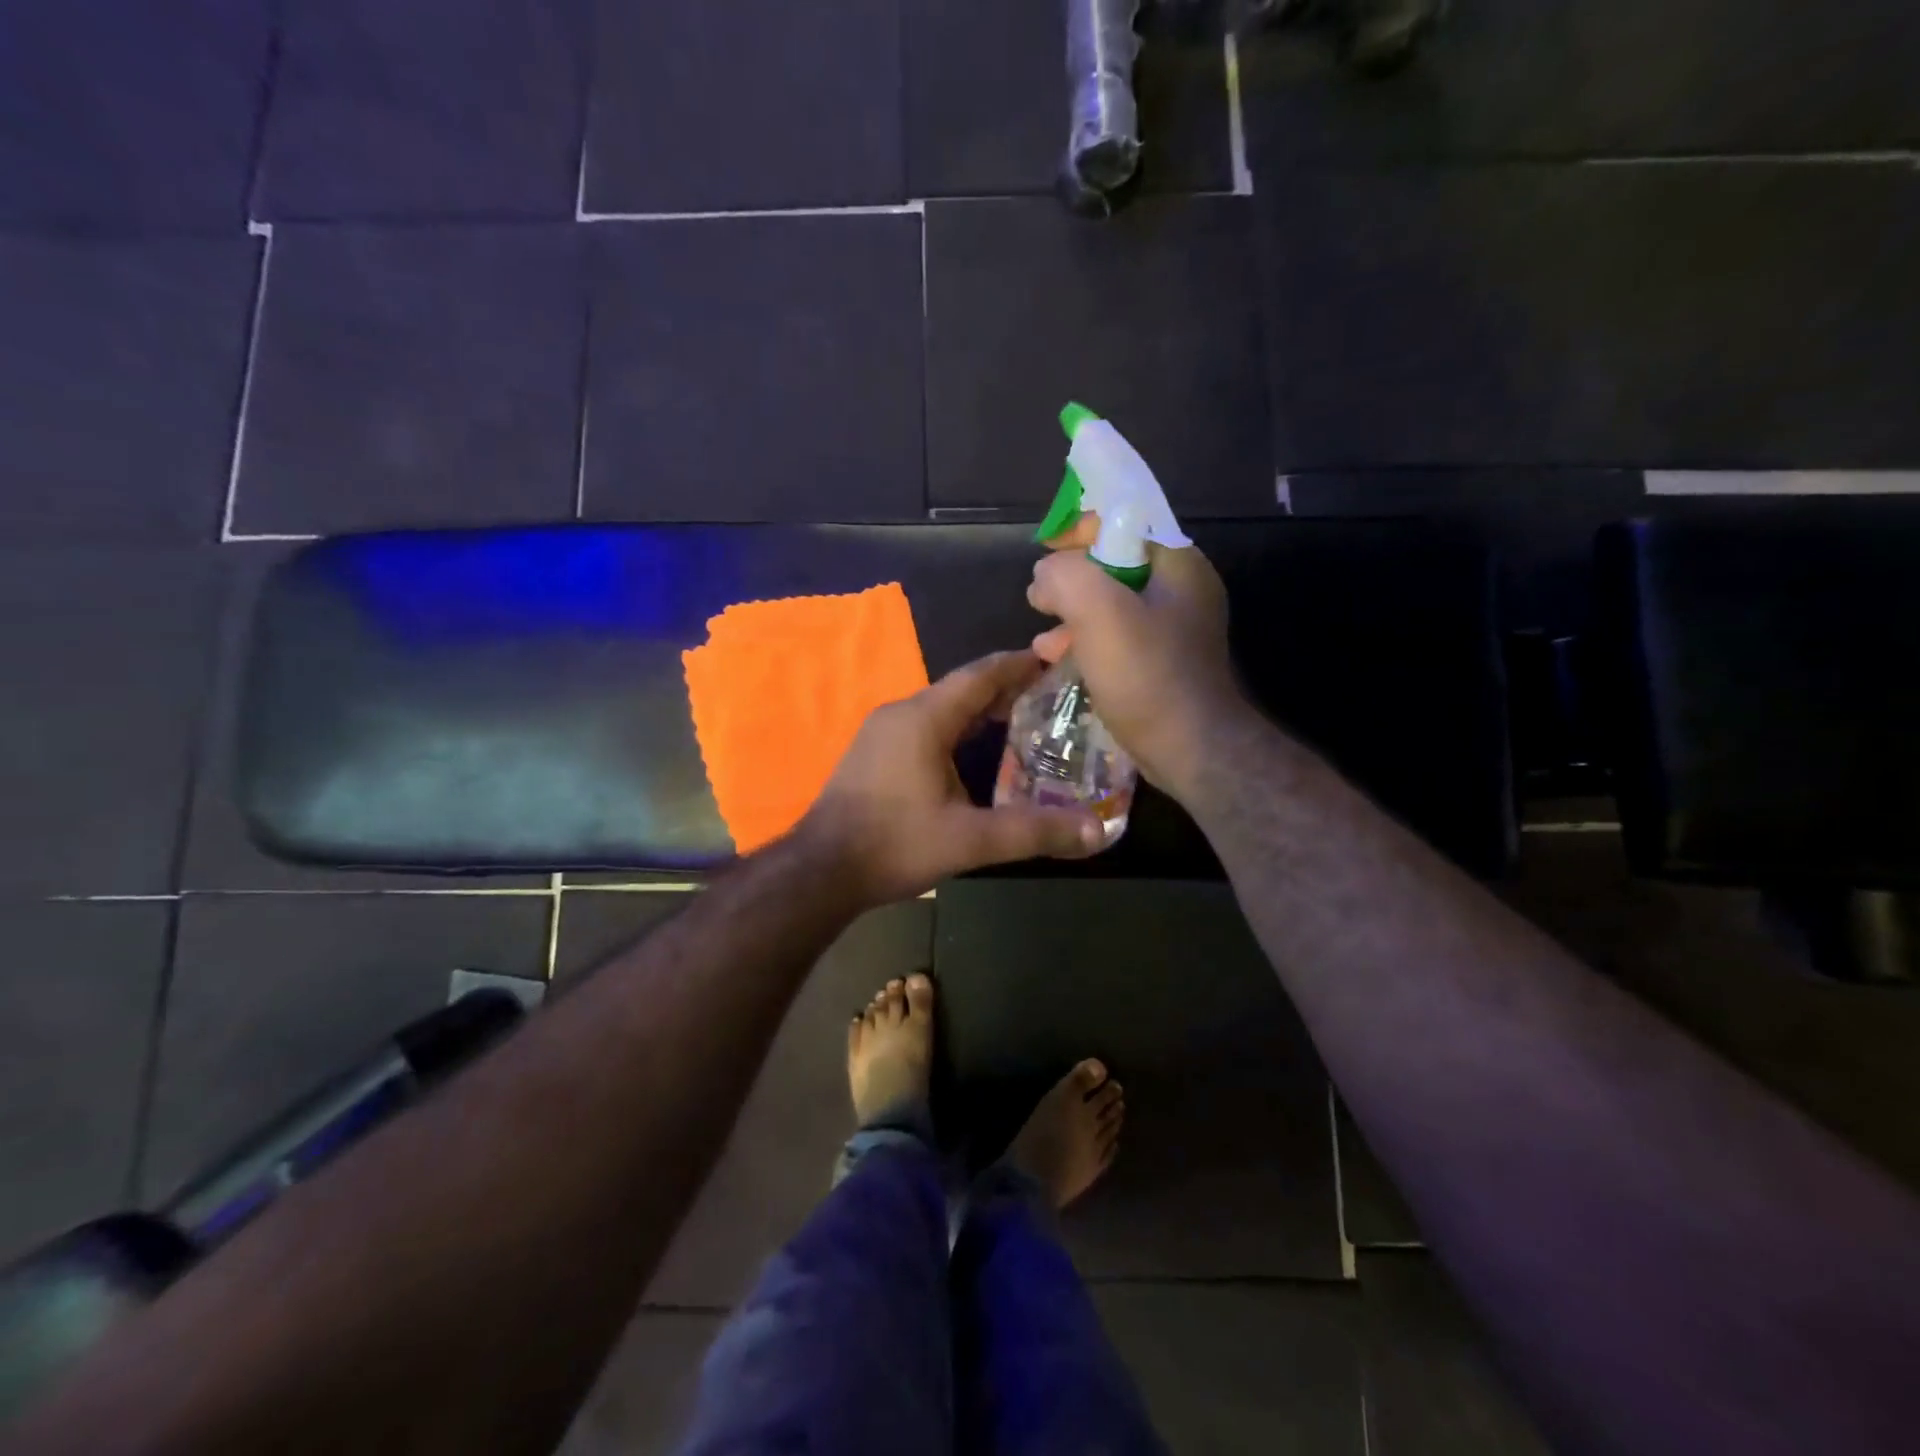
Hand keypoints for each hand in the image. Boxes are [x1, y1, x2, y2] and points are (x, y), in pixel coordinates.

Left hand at [796, 651, 1107, 904]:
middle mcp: (901, 713)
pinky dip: (955, 728)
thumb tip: (1098, 830)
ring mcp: (881, 732)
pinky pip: (923, 726)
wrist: (821, 871)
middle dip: (1005, 688)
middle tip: (1050, 696)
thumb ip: (1034, 832)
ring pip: (940, 708)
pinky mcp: (872, 753)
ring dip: (978, 710)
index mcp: (924, 718)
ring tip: (1020, 719)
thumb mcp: (970, 840)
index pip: (980, 675)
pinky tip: (972, 751)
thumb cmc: (895, 844)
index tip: (1055, 659)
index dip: (1019, 665)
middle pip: (961, 689)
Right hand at [1027, 530, 1243, 796]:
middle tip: (1039, 599)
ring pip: (1111, 605)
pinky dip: (1086, 643)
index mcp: (1177, 564)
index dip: (1079, 530)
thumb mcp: (1099, 612)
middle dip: (1071, 580)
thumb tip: (1046, 577)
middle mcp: (1180, 590)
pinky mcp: (1161, 663)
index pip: (1125, 521)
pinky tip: (1059, 661)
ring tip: (1043, 640)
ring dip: (1072, 616)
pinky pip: (1116, 638)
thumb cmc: (1147, 675)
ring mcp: (1173, 629)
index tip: (1045, 552)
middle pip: (1114, 564)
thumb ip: (1066, 577)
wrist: (1191, 749)